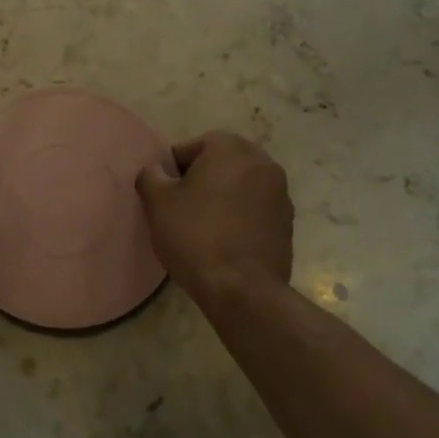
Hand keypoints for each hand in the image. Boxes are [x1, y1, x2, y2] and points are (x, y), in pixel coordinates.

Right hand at [136, 131, 293, 301]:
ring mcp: (280, 193)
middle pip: (219, 164)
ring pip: (239, 186)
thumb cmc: (195, 236)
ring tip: (202, 226)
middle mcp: (261, 161)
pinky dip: (240, 217)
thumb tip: (155, 170)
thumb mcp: (157, 202)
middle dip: (200, 180)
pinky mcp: (288, 222)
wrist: (242, 290)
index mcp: (230, 148)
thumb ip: (150, 175)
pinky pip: (255, 209)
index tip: (163, 195)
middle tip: (180, 208)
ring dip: (222, 198)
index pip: (190, 148)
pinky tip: (224, 241)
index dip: (171, 171)